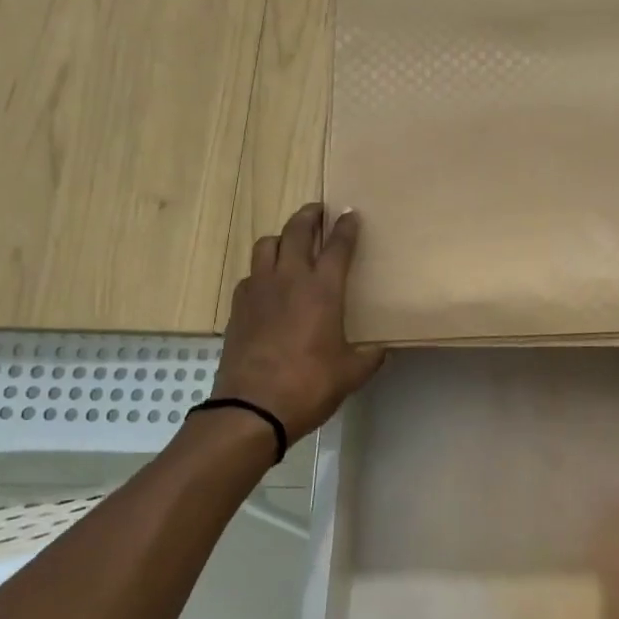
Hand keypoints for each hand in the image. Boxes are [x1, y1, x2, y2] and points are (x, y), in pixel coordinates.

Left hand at [212, 203, 384, 445]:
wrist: (252, 408)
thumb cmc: (309, 385)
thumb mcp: (351, 373)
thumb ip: (369, 356)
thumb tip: (380, 349)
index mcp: (323, 289)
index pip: (338, 246)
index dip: (346, 227)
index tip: (351, 213)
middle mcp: (290, 279)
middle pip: (297, 231)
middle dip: (309, 216)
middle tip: (318, 210)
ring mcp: (259, 290)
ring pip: (267, 245)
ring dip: (281, 237)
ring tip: (290, 242)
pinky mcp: (238, 306)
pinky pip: (251, 274)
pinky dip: (262, 269)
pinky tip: (268, 283)